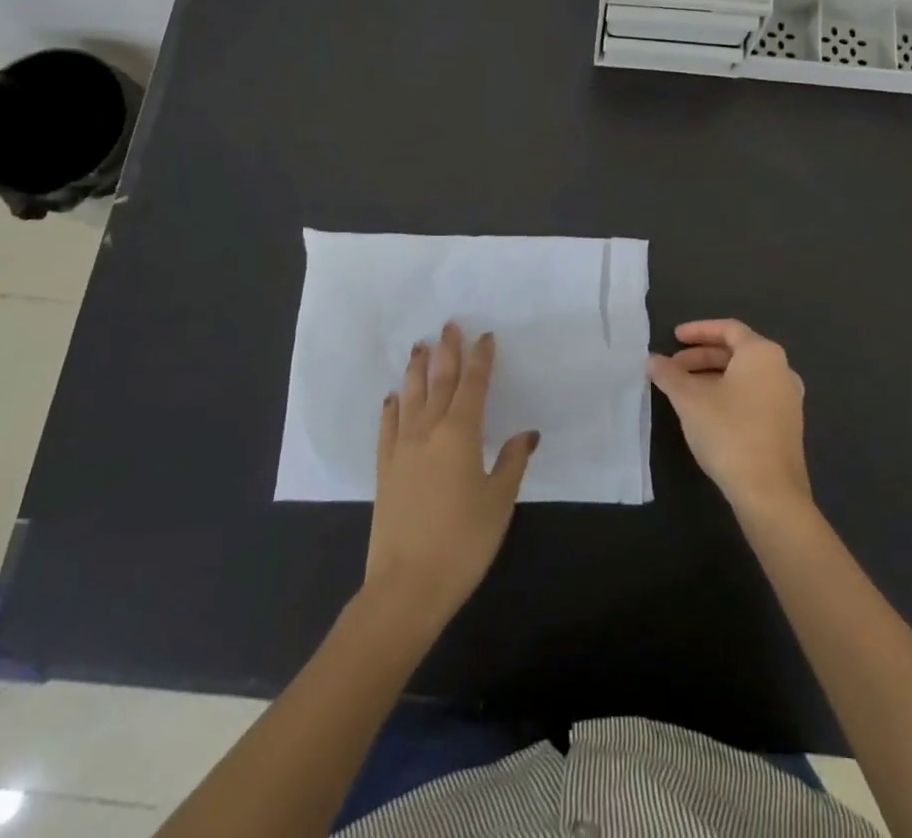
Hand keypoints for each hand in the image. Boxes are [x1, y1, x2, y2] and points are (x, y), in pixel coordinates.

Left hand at [366, 322, 538, 625]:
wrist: (406, 586)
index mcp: (461, 434)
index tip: (484, 336)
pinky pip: (387, 427)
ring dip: (417, 370)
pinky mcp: (384, 469)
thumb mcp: (499, 502)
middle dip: (447, 352)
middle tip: (449, 325)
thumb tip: (526, 434)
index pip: (473, 385)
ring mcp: (402, 449)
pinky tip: (392, 398)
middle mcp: (429, 431)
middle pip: (439, 382)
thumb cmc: (463, 542)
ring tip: (420, 347)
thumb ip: (512, 462)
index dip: (480, 359)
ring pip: (411, 397)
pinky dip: (391, 408)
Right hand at [647, 318, 811, 521]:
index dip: (698, 330)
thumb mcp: (690, 400)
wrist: (770, 493)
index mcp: (763, 354)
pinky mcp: (787, 426)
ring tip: (683, 391)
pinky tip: (706, 413)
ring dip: (712, 377)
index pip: (728, 329)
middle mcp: (781, 370)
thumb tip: (653, 360)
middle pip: (736, 352)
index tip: (674, 337)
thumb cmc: (729, 433)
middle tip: (673, 368)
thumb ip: (669, 375)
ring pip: (744, 376)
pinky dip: (728, 394)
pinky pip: (753, 396)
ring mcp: (787, 400)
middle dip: (701, 357)